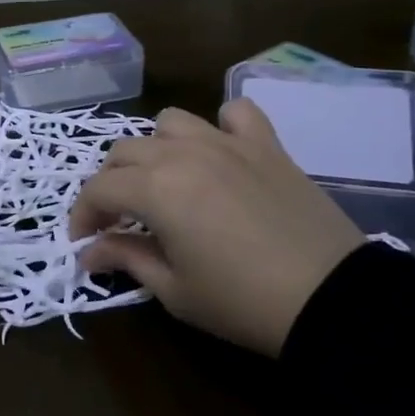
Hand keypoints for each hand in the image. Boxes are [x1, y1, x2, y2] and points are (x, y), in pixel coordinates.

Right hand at [70, 100, 363, 356]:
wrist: (331, 301)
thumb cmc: (242, 302)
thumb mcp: (174, 290)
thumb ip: (127, 258)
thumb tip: (89, 253)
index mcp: (155, 188)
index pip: (99, 188)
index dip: (83, 215)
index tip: (84, 242)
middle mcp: (183, 153)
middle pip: (125, 151)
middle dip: (111, 183)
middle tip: (118, 218)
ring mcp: (227, 143)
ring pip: (170, 123)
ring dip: (156, 149)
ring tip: (165, 181)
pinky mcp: (267, 145)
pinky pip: (236, 113)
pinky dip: (221, 126)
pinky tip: (221, 152)